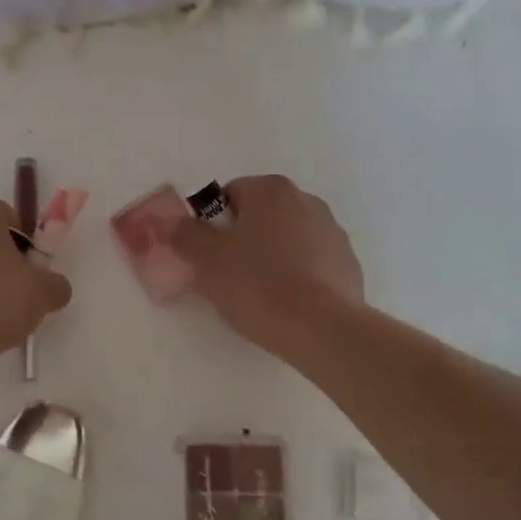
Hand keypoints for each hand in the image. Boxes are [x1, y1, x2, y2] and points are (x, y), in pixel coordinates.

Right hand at [169, 175, 362, 355]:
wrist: (321, 329)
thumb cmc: (258, 285)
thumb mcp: (207, 260)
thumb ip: (185, 235)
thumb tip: (171, 222)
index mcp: (271, 190)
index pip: (230, 194)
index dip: (212, 224)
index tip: (207, 255)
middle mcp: (307, 201)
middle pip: (261, 215)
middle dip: (242, 239)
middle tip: (227, 275)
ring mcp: (333, 232)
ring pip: (287, 239)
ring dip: (271, 256)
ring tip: (258, 294)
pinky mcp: (348, 264)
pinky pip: (311, 263)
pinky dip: (297, 276)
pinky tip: (287, 304)